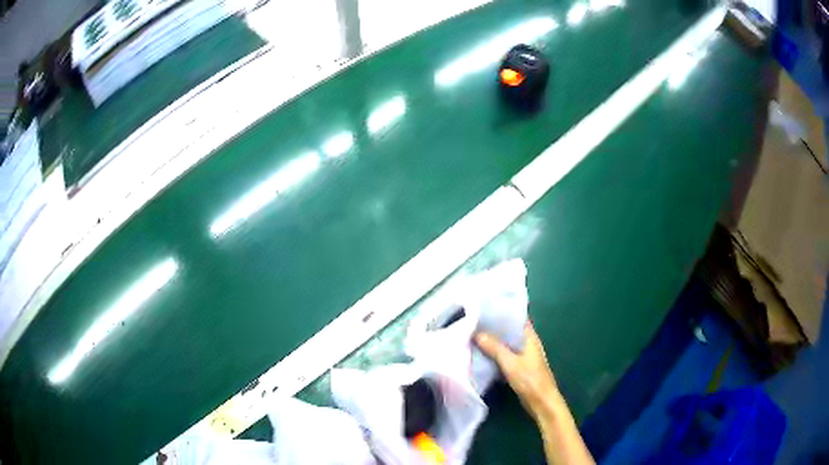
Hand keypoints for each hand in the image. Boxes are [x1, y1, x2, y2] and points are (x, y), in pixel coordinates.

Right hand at [475, 322, 560, 422]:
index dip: (503, 312)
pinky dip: (495, 353)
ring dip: (494, 341)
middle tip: (474, 321)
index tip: (486, 307)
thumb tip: (477, 333)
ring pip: (506, 344)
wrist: (541, 402)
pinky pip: (505, 356)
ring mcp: (524, 356)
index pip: (517, 318)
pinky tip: (481, 353)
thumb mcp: (510, 363)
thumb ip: (494, 348)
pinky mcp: (520, 367)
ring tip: (474, 334)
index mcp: (530, 337)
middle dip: (494, 327)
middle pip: (510, 331)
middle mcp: (528, 344)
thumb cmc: (530, 379)